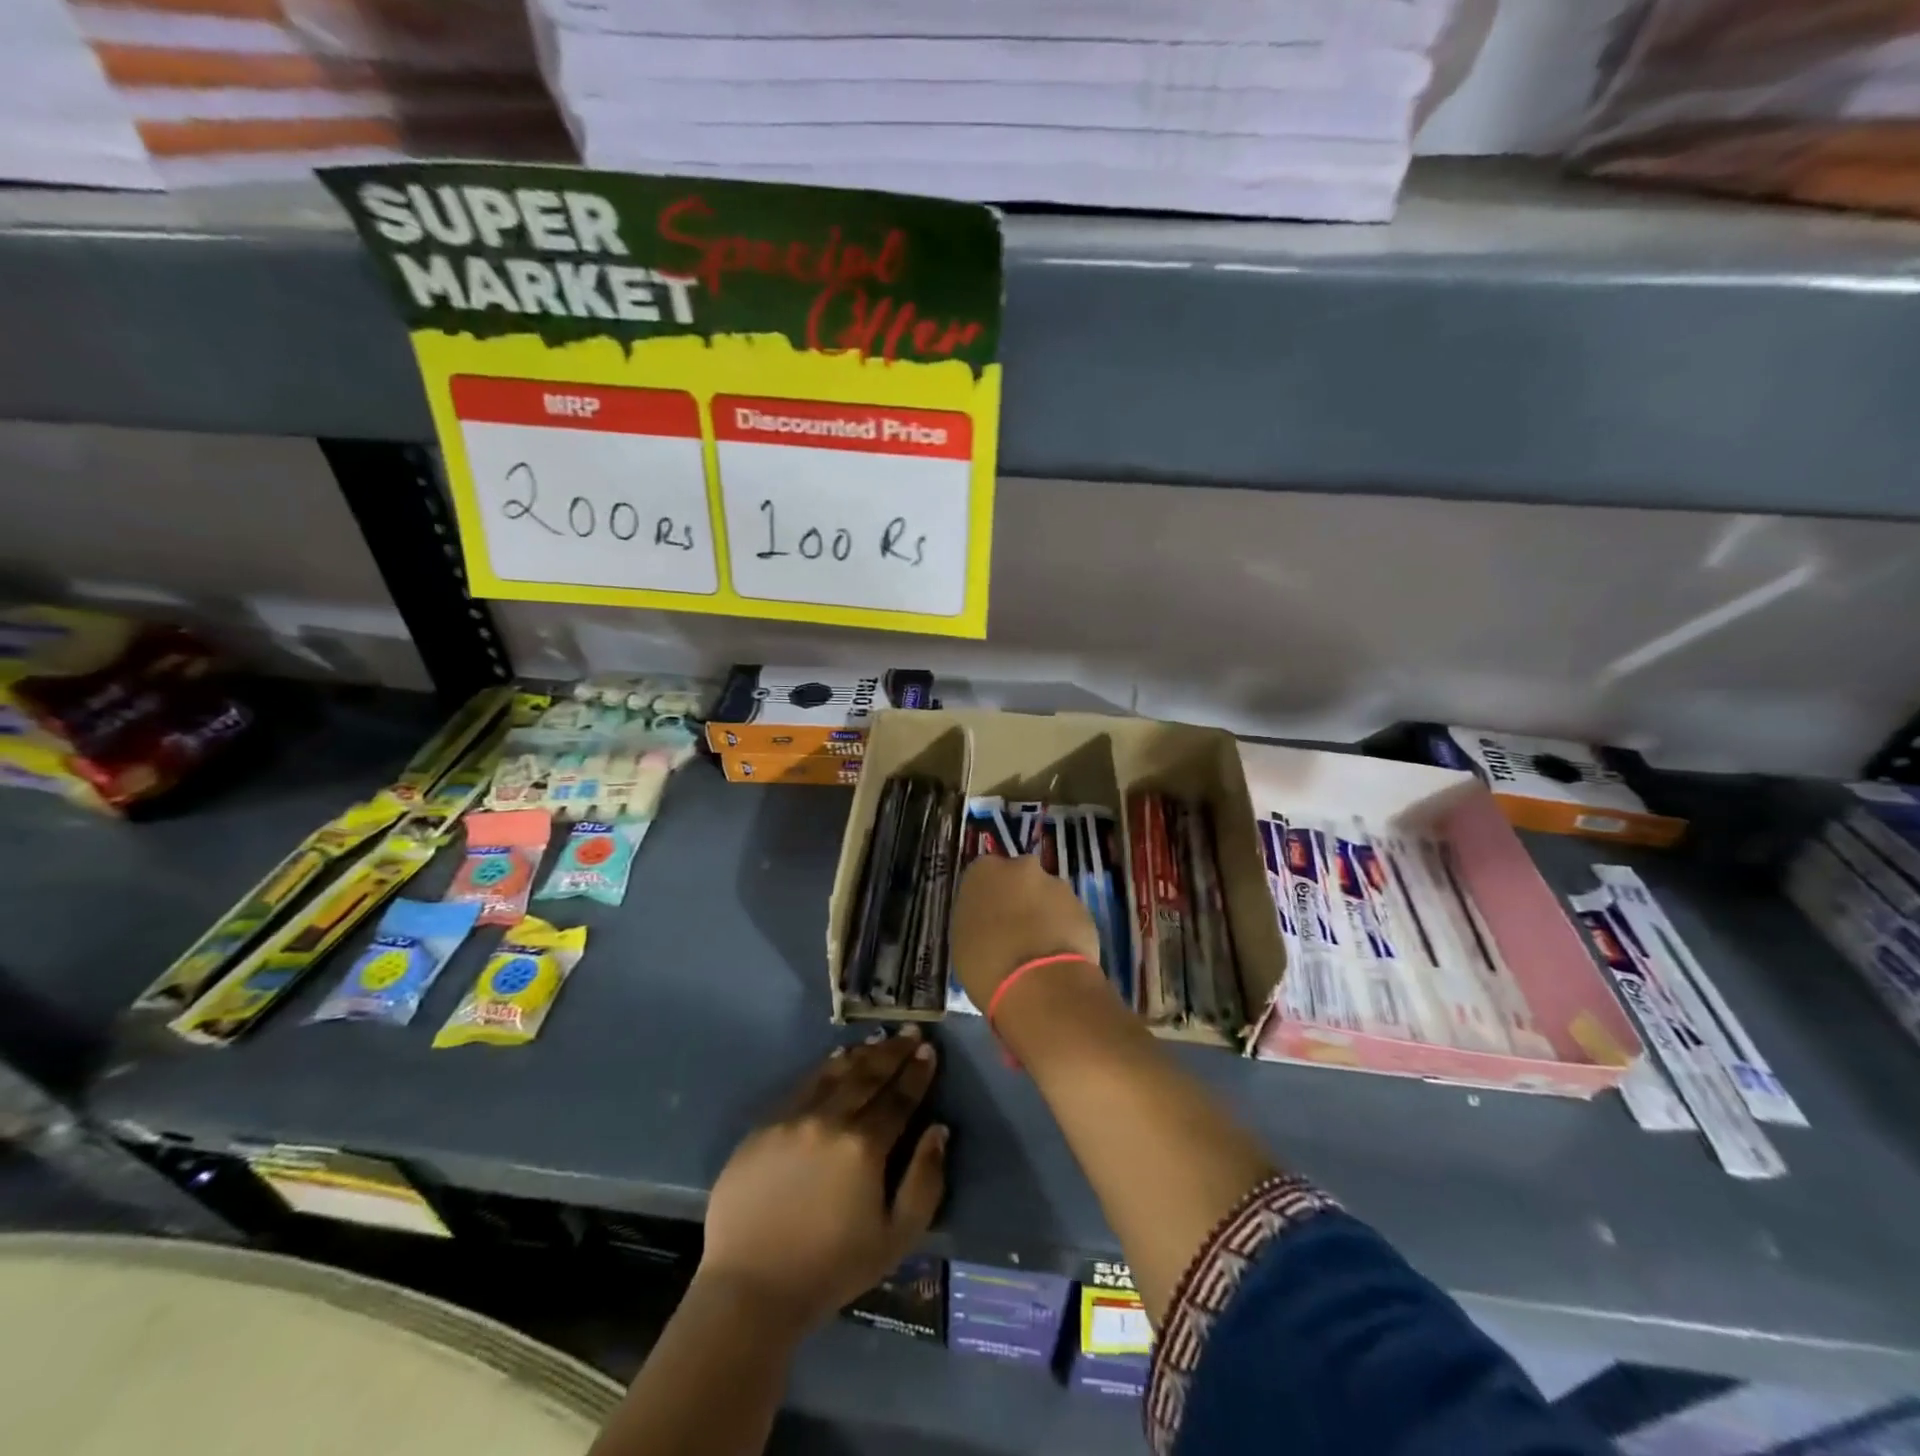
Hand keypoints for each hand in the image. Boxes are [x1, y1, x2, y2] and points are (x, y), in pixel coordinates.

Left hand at [698, 1027, 946, 1331]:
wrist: (750, 1290)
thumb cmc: (831, 1269)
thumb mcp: (895, 1238)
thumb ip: (924, 1181)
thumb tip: (939, 1130)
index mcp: (864, 1146)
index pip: (898, 1097)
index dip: (917, 1072)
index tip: (929, 1050)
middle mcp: (829, 1120)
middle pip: (868, 1075)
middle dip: (893, 1052)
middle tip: (910, 1032)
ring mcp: (792, 1119)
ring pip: (834, 1074)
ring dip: (861, 1054)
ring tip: (878, 1039)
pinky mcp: (764, 1127)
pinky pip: (801, 1087)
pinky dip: (824, 1069)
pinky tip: (835, 1062)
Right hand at [949, 853, 1103, 1012]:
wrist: (1040, 985)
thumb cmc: (986, 964)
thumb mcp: (962, 940)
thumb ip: (975, 918)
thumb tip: (987, 920)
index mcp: (984, 870)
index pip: (983, 874)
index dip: (987, 896)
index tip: (987, 917)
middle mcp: (1022, 867)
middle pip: (1019, 878)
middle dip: (1018, 897)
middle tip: (1013, 929)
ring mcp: (1057, 885)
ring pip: (1046, 895)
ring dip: (1043, 913)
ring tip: (1038, 948)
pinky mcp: (1084, 907)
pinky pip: (1068, 915)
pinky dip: (1063, 929)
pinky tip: (1057, 956)